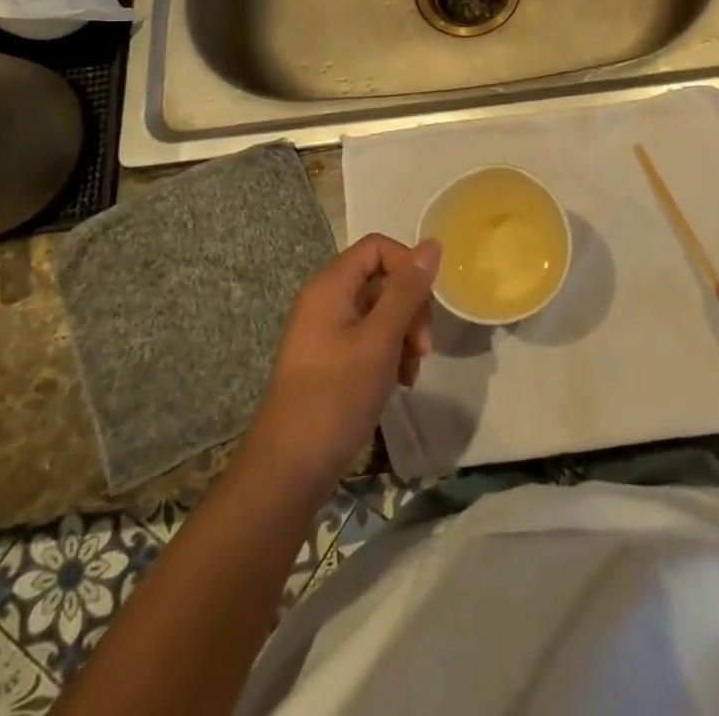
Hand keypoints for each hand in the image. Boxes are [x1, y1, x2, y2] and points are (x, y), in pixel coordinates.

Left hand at [246, 234, 440, 499]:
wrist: (287, 473)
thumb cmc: (335, 398)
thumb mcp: (380, 340)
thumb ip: (407, 291)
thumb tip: (432, 244)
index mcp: (330, 286)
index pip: (378, 247)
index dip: (408, 266)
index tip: (426, 303)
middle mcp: (326, 301)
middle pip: (382, 279)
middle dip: (411, 307)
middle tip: (423, 347)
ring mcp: (326, 333)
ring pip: (381, 312)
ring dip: (405, 335)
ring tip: (411, 371)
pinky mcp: (331, 361)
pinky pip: (370, 339)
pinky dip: (390, 354)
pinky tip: (400, 382)